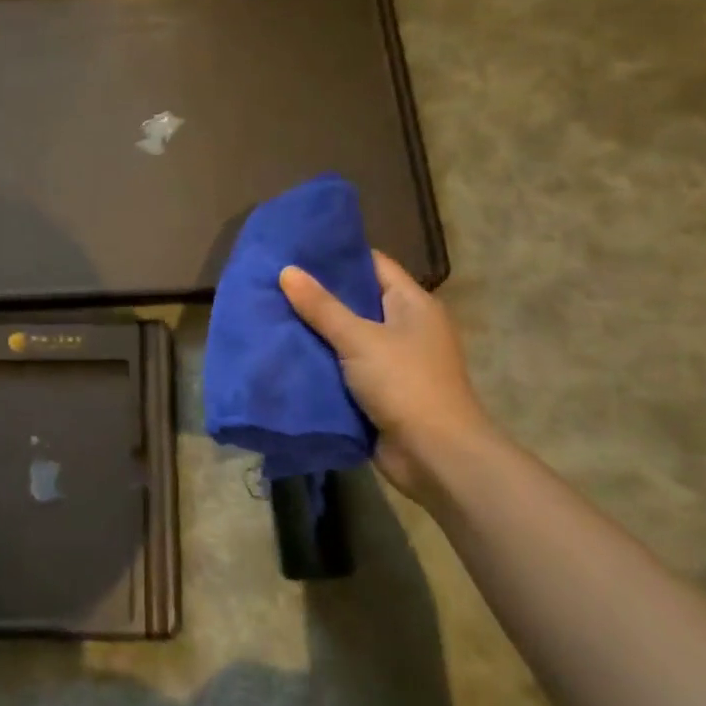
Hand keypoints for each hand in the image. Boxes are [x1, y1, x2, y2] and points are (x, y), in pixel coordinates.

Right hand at [278, 252, 493, 500]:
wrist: (435, 456)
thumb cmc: (405, 384)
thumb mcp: (359, 339)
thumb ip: (322, 306)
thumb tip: (286, 270)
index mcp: (413, 304)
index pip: (373, 265)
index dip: (338, 255)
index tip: (297, 248)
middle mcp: (405, 328)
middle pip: (357, 300)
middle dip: (318, 294)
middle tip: (274, 281)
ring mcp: (393, 362)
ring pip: (346, 336)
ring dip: (315, 331)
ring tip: (270, 312)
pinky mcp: (378, 392)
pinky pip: (343, 368)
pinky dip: (320, 362)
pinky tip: (285, 353)